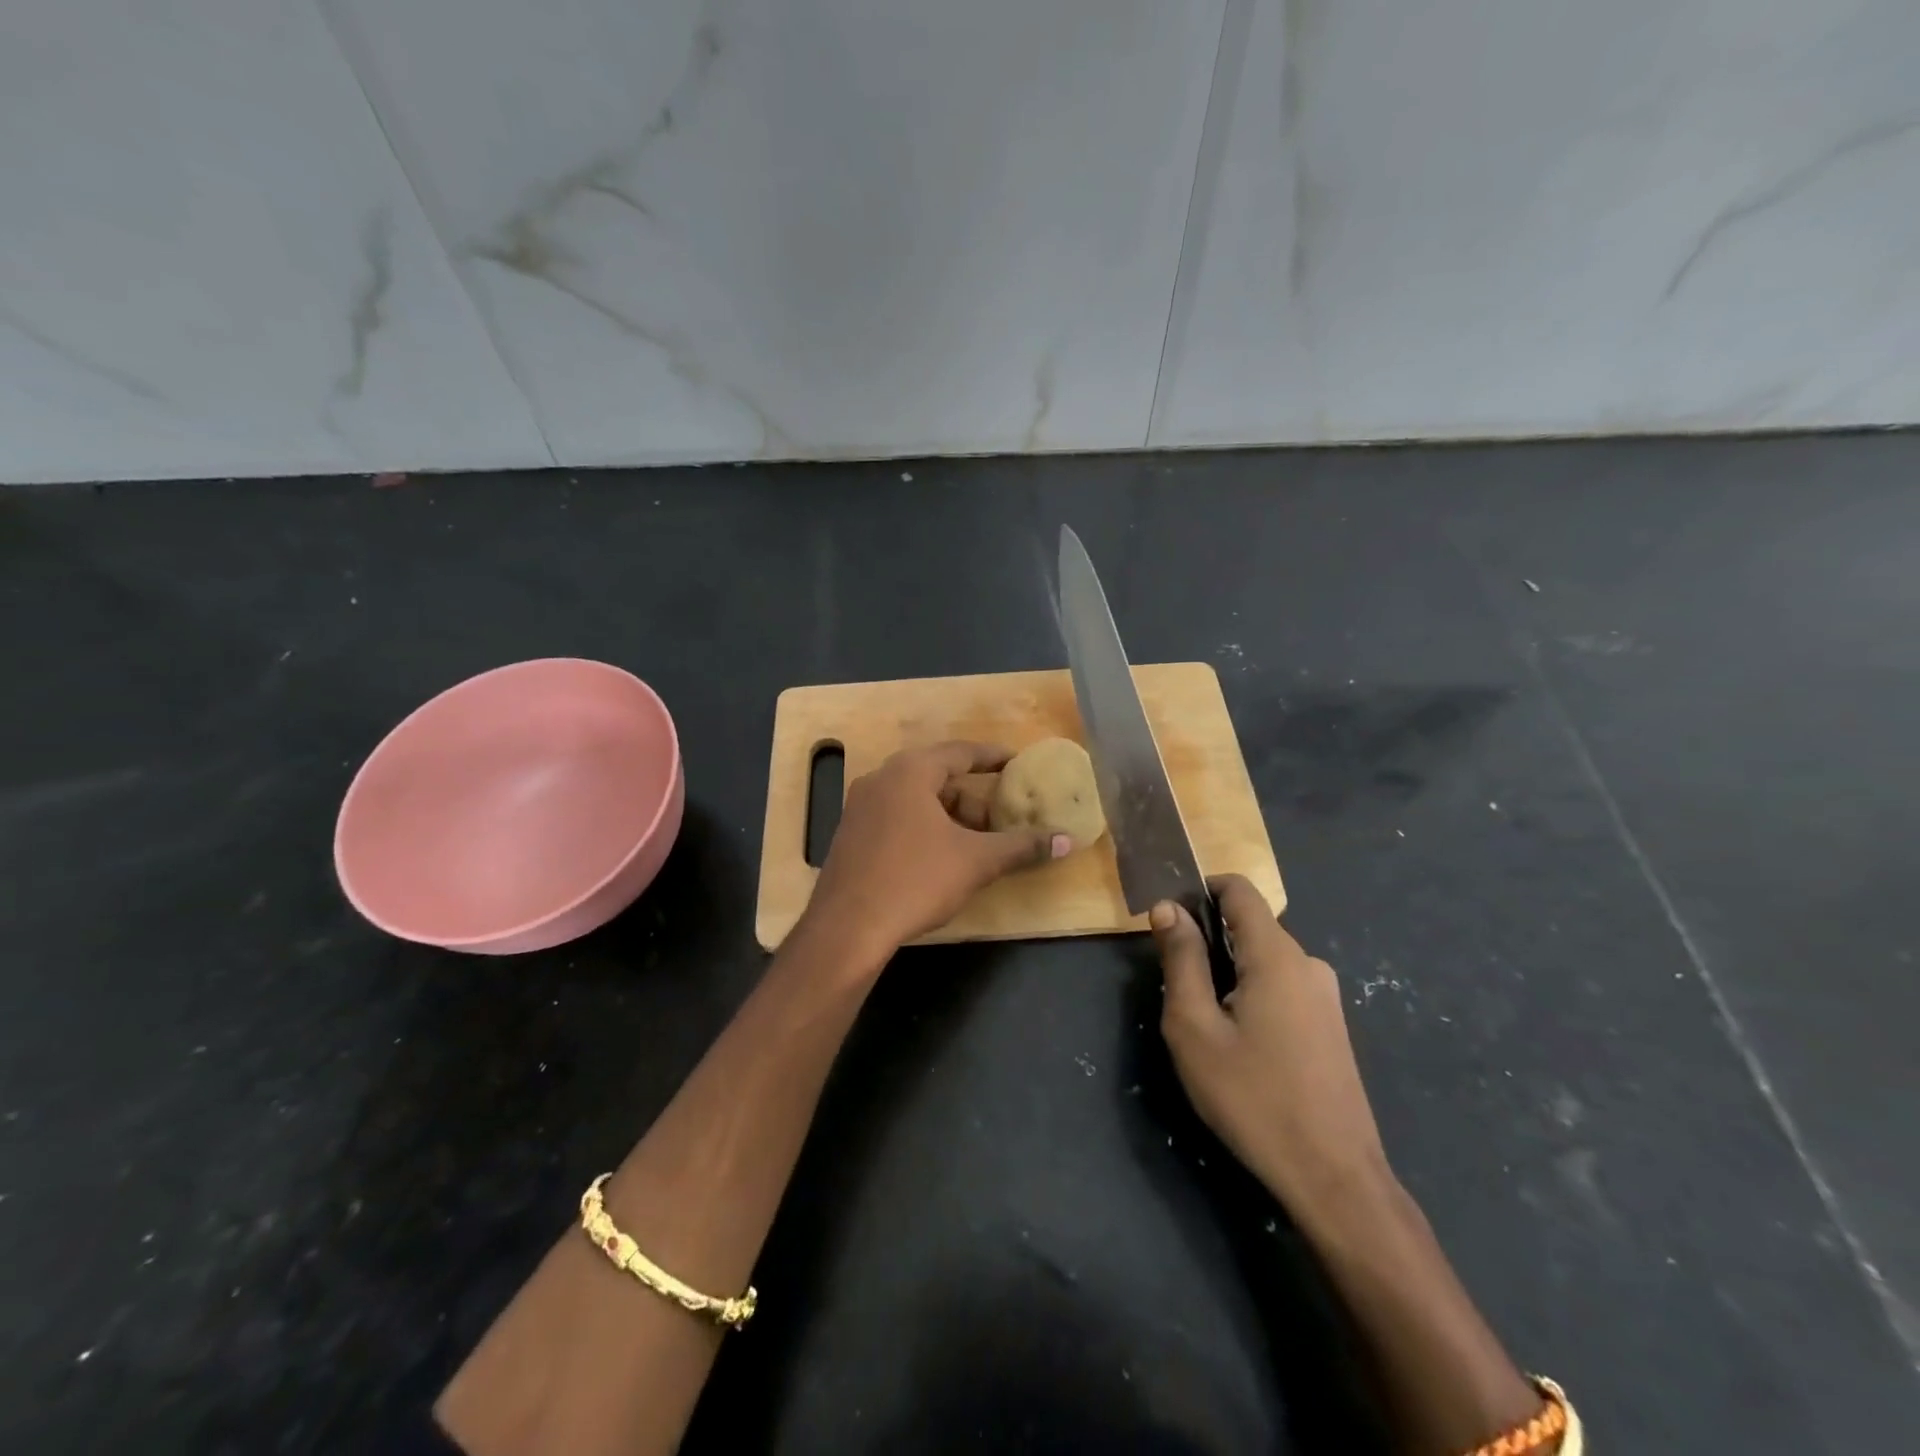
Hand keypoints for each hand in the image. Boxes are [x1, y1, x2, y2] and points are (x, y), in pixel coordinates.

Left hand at [800, 741, 1071, 968]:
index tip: (1017, 762)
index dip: (992, 757)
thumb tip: (1066, 840)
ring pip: (916, 800)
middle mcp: (881, 779)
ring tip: (976, 844)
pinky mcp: (851, 834)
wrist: (847, 928)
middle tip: (1001, 818)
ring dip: (949, 816)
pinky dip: (925, 827)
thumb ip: (1022, 847)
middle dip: (973, 797)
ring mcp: (860, 807)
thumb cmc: (915, 881)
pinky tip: (941, 857)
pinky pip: (897, 817)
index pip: (960, 752)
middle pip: (938, 777)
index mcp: (909, 772)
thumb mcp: (976, 862)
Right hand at [1151, 875, 1390, 1219]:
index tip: (1170, 923)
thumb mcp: (1195, 1027)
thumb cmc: (1253, 1098)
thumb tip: (1168, 907)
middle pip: (1249, 927)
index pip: (1238, 889)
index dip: (1200, 891)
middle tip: (1180, 993)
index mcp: (1276, 955)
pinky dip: (1253, 996)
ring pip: (1264, 961)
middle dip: (1208, 943)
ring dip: (1230, 975)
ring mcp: (1326, 996)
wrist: (1334, 1178)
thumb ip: (1181, 959)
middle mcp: (1308, 963)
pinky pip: (1283, 988)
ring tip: (1208, 1028)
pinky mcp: (1332, 1026)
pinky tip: (1243, 1048)